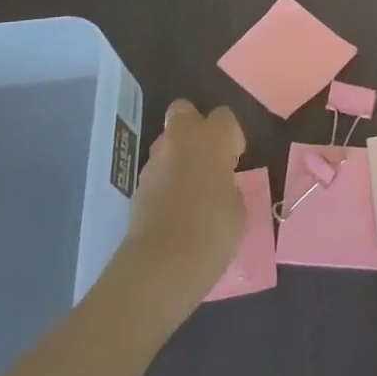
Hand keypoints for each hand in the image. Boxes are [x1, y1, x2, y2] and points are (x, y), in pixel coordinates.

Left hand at [116, 100, 245, 327]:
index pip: (224, 116)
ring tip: (193, 187)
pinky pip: (157, 172)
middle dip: (195, 126)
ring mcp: (154, 162)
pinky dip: (167, 180)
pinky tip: (176, 207)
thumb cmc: (213, 230)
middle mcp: (180, 140)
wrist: (162, 264)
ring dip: (179, 155)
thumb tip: (220, 186)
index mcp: (211, 138)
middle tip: (209, 156)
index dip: (231, 135)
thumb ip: (230, 186)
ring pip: (167, 142)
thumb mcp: (239, 207)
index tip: (235, 158)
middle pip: (183, 111)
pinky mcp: (138, 186)